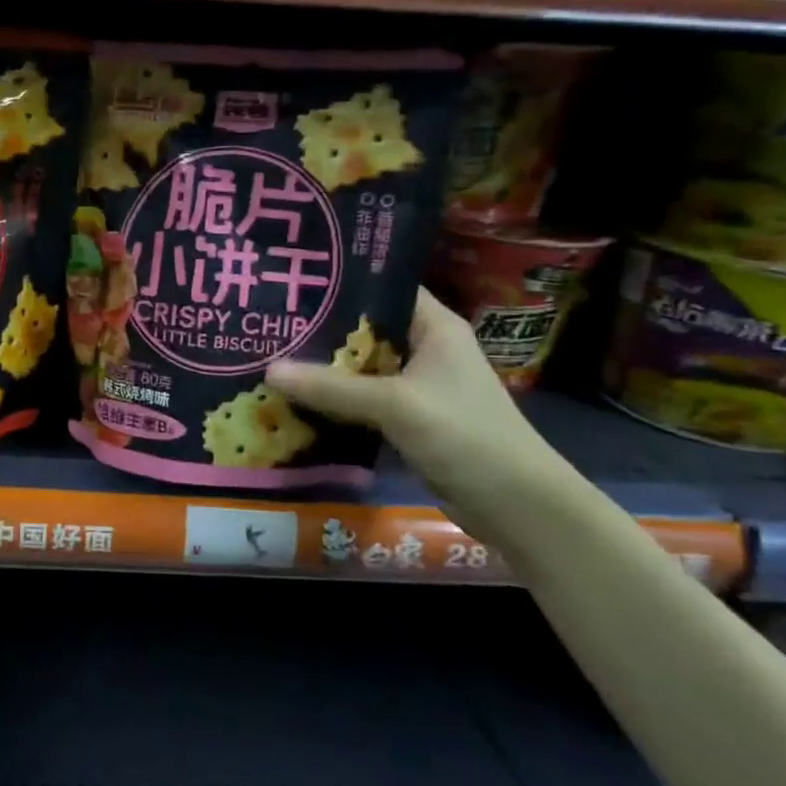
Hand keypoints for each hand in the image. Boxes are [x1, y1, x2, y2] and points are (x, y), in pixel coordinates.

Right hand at [265, 290, 555, 517]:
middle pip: (365, 329)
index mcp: (435, 327)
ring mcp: (416, 386)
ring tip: (271, 354)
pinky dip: (334, 399)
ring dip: (323, 368)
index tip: (295, 280)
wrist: (516, 506)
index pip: (385, 287)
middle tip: (269, 320)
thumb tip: (269, 369)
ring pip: (360, 367)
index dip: (343, 281)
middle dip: (320, 328)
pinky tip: (295, 397)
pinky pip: (361, 400)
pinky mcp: (407, 419)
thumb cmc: (465, 436)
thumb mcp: (395, 406)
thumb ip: (332, 387)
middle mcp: (425, 349)